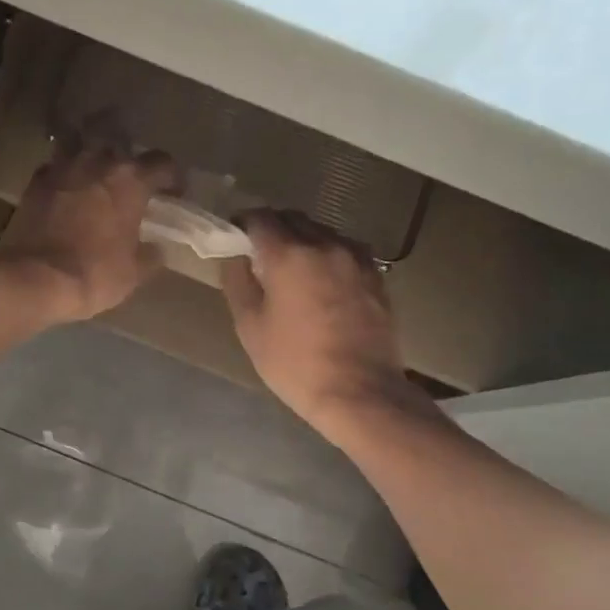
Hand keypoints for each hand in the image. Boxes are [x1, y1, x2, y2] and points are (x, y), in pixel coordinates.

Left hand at [0, 136, 180, 322]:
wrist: (34, 278)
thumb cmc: (94, 274)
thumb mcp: (134, 273)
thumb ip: (150, 255)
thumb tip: (156, 249)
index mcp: (131, 181)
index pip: (162, 163)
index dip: (173, 176)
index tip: (174, 193)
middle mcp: (98, 162)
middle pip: (117, 134)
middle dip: (127, 146)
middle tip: (129, 168)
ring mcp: (63, 167)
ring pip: (79, 138)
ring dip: (89, 145)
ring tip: (93, 163)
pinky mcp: (36, 180)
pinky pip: (55, 164)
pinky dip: (63, 170)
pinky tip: (65, 185)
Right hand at [219, 210, 433, 433]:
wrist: (360, 392)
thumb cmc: (295, 364)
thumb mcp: (250, 327)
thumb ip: (238, 282)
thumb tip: (235, 256)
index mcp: (288, 255)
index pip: (259, 218)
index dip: (242, 223)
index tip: (234, 237)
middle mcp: (324, 245)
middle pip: (292, 218)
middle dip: (272, 228)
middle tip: (258, 254)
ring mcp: (355, 258)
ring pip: (321, 232)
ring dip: (302, 240)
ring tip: (292, 269)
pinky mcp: (376, 275)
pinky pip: (344, 250)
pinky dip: (327, 255)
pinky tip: (322, 281)